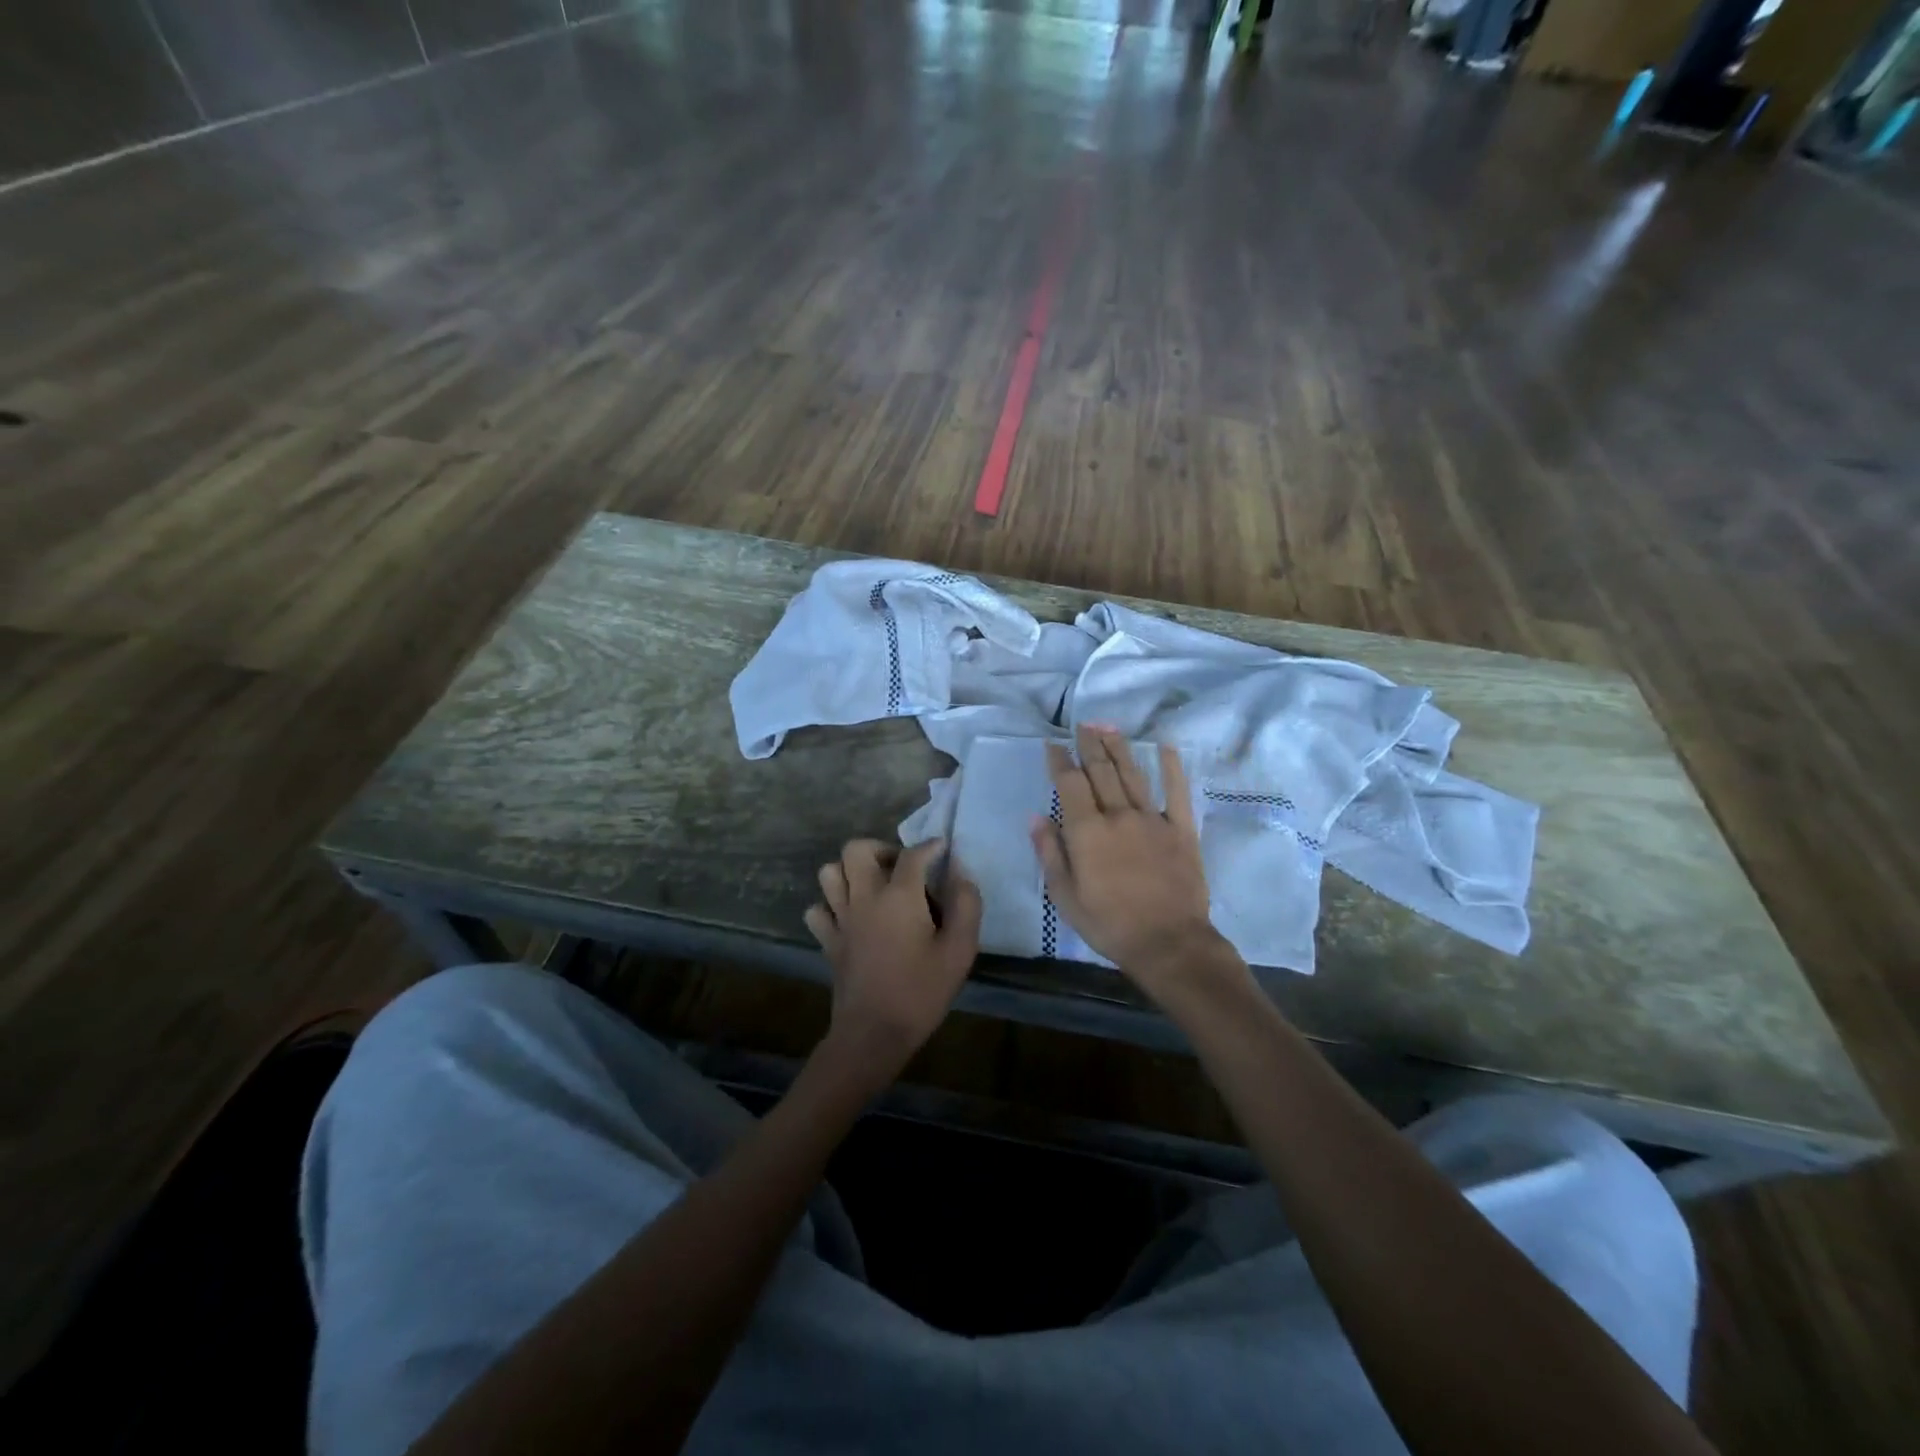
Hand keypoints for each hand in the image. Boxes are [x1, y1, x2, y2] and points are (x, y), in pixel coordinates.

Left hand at [804, 838, 982, 1081]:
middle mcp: (864, 897)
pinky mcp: (828, 941)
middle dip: (880, 849)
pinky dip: (830, 906)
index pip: (913, 854)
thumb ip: (966, 905)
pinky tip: (850, 917)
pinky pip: (818, 909)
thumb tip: (961, 874)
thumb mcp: (960, 950)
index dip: (931, 847)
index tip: (943, 850)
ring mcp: (840, 918)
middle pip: (856, 849)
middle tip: (901, 869)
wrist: (874, 1034)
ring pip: (830, 873)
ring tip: (873, 888)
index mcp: (899, 896)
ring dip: (850, 873)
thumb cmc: (921, 991)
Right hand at [1032, 725, 1235, 1003]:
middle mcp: (1118, 815)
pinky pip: (1177, 791)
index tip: (1052, 744)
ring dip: (1118, 747)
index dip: (1059, 760)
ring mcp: (1153, 819)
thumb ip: (1050, 853)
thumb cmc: (1109, 924)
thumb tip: (1037, 817)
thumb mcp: (1065, 897)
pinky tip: (1165, 746)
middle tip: (1081, 726)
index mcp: (1087, 831)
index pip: (1069, 784)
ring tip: (1107, 726)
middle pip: (1101, 770)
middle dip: (1088, 744)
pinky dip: (1172, 767)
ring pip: (1132, 774)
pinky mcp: (1181, 829)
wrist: (1168, 943)